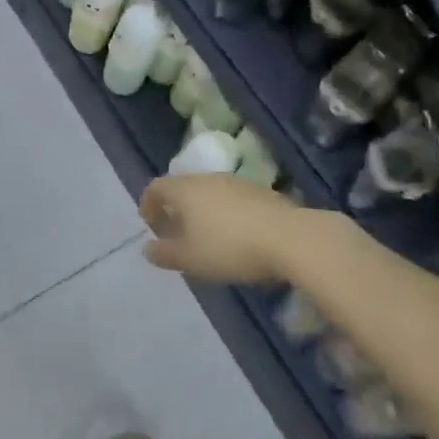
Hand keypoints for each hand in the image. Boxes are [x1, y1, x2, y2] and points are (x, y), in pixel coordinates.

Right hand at [139, 174, 307, 284]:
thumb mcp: (190, 259)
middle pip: (183, 187)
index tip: (149, 224)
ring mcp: (237, 183)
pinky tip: (234, 236)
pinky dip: (223, 213)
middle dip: (175, 208)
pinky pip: (231, 199)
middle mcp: (208, 179)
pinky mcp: (261, 192)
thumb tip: (147, 249)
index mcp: (185, 190)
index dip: (148, 204)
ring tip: (205, 237)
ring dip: (201, 211)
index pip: (157, 187)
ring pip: (209, 192)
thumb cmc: (230, 247)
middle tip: (175, 233)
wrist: (291, 238)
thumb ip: (165, 254)